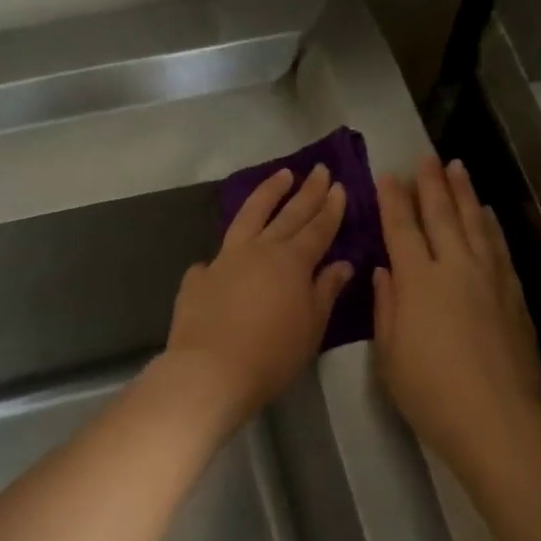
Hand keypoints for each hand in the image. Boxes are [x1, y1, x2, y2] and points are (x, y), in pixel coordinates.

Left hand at [164, 164, 354, 432]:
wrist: (210, 371)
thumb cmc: (272, 355)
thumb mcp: (311, 327)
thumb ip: (326, 291)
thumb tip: (341, 264)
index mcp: (292, 262)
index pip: (318, 228)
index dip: (330, 208)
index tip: (339, 186)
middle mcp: (259, 250)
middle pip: (288, 214)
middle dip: (307, 191)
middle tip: (319, 169)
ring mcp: (225, 260)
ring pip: (249, 216)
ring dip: (267, 194)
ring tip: (281, 176)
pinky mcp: (199, 278)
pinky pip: (216, 257)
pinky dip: (227, 251)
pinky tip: (225, 254)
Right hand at [374, 157, 540, 471]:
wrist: (496, 419)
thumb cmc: (429, 392)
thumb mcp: (389, 353)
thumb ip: (387, 306)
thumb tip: (386, 272)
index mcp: (418, 281)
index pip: (402, 228)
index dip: (393, 200)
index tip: (387, 176)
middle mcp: (455, 267)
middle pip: (441, 215)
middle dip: (430, 183)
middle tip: (425, 157)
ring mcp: (490, 278)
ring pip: (475, 222)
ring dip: (464, 193)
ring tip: (456, 167)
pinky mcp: (514, 294)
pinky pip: (498, 247)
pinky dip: (490, 225)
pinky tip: (486, 214)